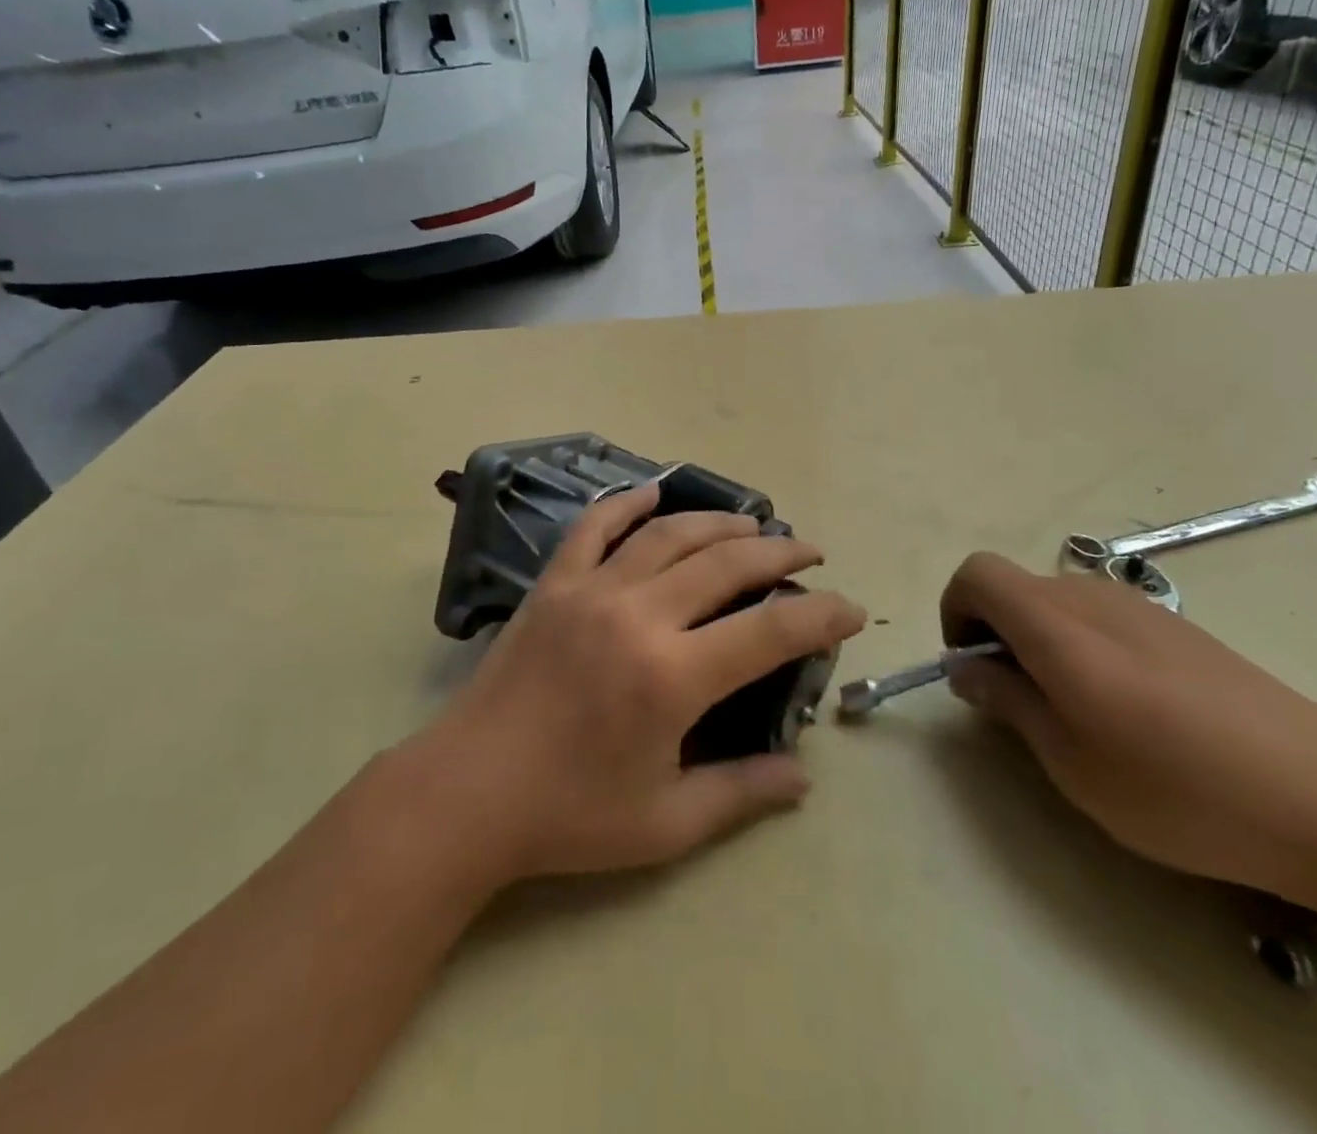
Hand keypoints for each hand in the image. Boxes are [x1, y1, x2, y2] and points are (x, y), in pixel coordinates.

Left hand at [414, 483, 865, 881]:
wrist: (466, 793)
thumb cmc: (568, 816)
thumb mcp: (665, 823)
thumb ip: (741, 794)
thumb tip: (803, 776)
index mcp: (672, 676)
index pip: (771, 630)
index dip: (821, 615)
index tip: (850, 609)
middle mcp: (638, 615)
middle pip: (726, 563)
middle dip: (779, 552)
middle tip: (809, 552)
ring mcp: (591, 590)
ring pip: (669, 534)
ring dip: (719, 523)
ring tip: (752, 523)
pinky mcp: (554, 584)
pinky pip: (595, 527)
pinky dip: (627, 504)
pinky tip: (653, 493)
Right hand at [939, 553, 1316, 902]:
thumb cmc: (1182, 790)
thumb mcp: (1072, 762)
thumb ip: (1009, 701)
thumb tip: (968, 668)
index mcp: (1058, 625)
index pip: (979, 574)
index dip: (956, 610)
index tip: (971, 667)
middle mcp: (1095, 598)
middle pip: (1017, 588)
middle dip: (997, 633)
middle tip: (1019, 703)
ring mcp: (1145, 610)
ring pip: (1060, 603)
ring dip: (1041, 642)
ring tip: (1077, 714)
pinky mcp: (1183, 630)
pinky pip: (1104, 620)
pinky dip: (1084, 648)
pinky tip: (1133, 713)